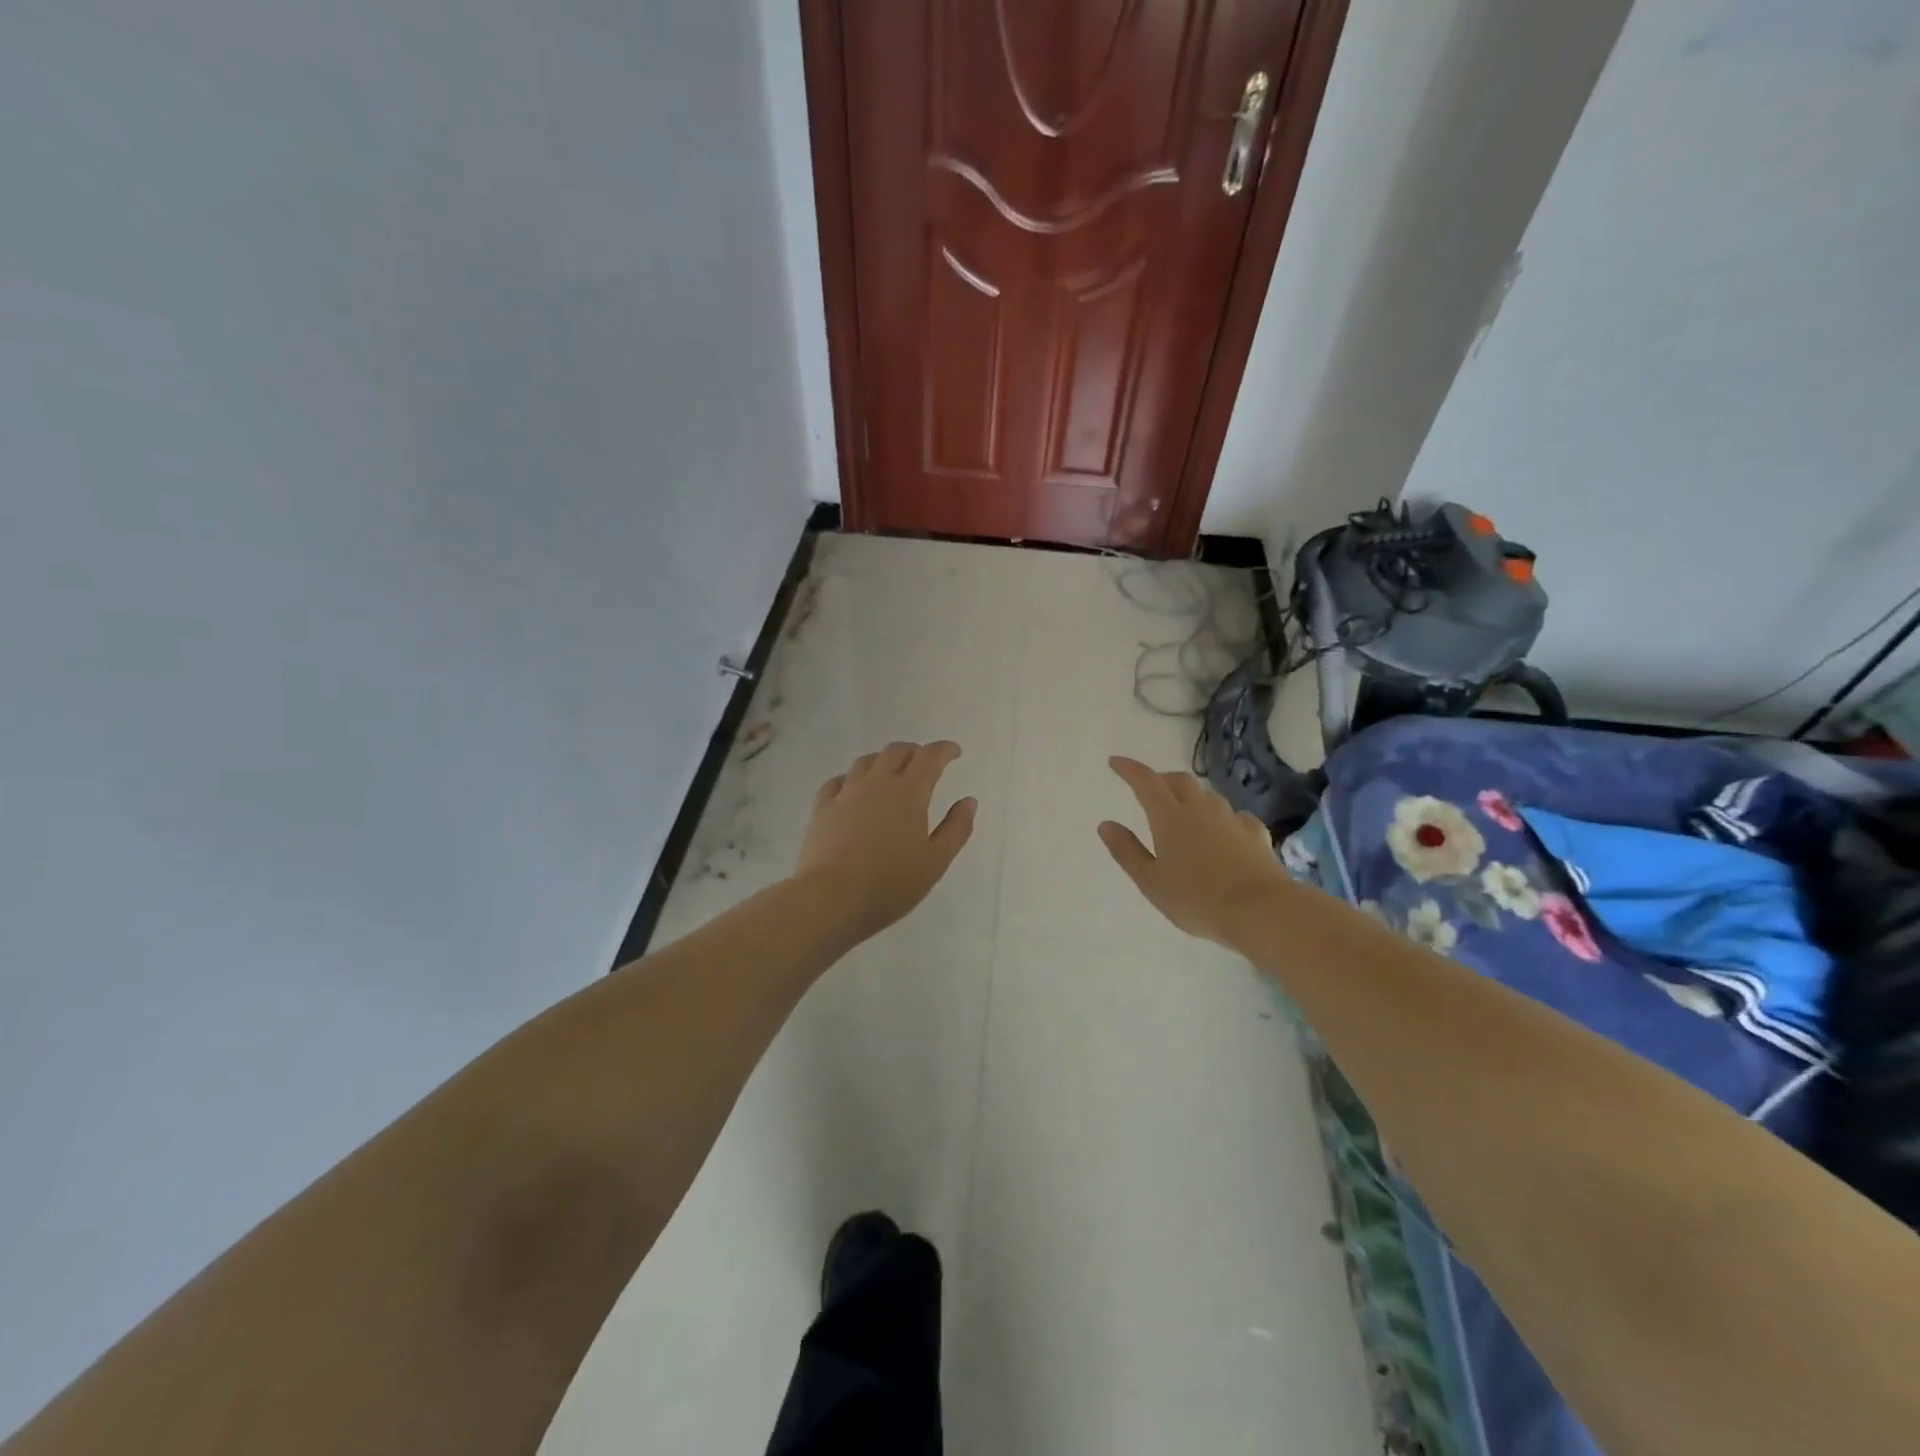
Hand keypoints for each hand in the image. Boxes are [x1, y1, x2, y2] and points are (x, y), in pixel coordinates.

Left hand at [794, 741, 977, 941]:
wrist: (831, 898)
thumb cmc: (891, 884)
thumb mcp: (935, 862)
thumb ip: (956, 829)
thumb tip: (968, 801)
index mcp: (909, 793)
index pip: (930, 757)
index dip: (944, 750)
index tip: (954, 752)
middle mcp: (877, 783)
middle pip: (896, 752)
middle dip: (914, 751)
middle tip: (924, 763)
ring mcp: (846, 793)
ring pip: (866, 762)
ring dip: (883, 760)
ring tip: (890, 771)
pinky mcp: (822, 809)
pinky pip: (837, 781)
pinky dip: (851, 778)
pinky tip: (852, 788)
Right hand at [1097, 756, 1288, 945]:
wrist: (1261, 910)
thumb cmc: (1196, 899)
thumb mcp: (1151, 882)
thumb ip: (1127, 851)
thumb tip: (1106, 824)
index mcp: (1170, 818)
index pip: (1145, 782)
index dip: (1129, 769)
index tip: (1115, 762)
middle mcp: (1201, 809)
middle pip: (1179, 781)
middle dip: (1162, 779)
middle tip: (1151, 789)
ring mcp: (1231, 819)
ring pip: (1208, 796)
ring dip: (1192, 797)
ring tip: (1185, 812)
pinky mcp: (1256, 834)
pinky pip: (1235, 816)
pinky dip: (1223, 818)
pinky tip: (1225, 831)